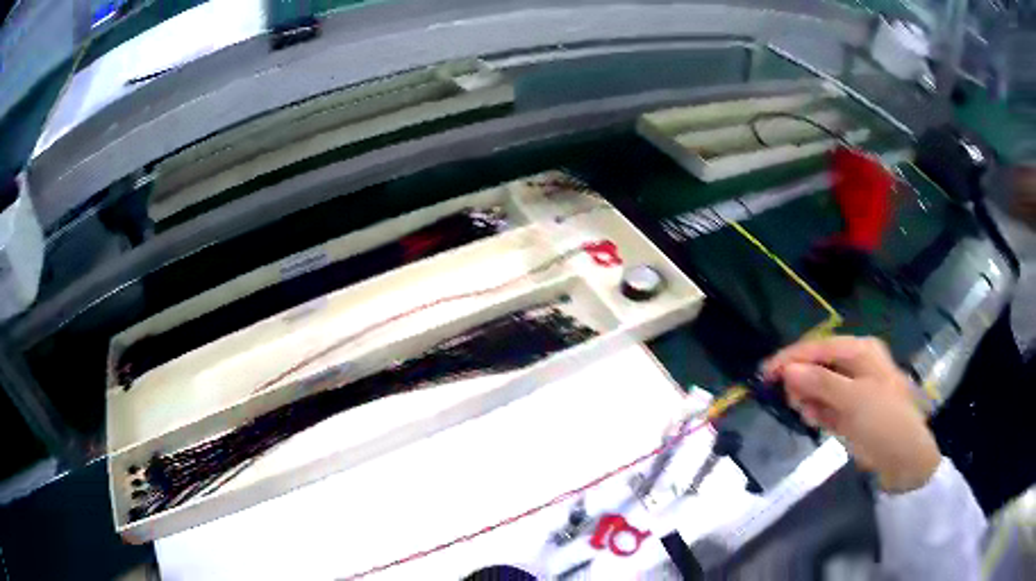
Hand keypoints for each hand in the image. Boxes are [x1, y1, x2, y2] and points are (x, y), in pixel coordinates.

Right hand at [763, 336, 940, 492]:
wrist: (903, 459)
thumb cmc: (884, 421)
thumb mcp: (853, 400)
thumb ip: (820, 382)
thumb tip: (788, 370)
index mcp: (861, 351)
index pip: (819, 346)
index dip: (791, 358)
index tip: (764, 373)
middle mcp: (856, 364)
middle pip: (818, 364)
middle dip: (801, 380)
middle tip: (790, 401)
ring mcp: (853, 388)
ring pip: (818, 386)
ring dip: (808, 399)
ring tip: (808, 416)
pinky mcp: (849, 411)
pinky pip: (825, 405)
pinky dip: (816, 412)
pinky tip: (815, 422)